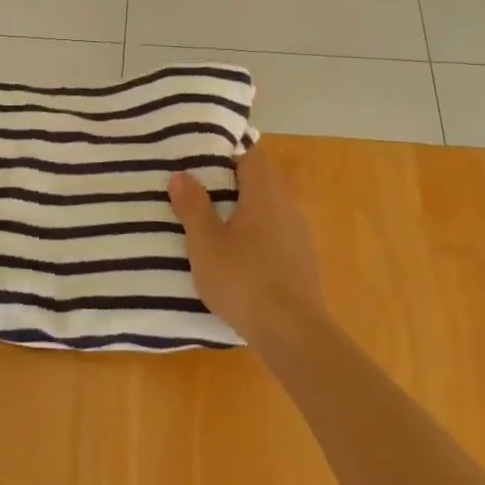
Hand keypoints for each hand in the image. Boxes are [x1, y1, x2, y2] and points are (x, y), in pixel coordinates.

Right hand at [170, 144, 330, 353]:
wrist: (292, 333)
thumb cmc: (243, 280)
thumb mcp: (206, 244)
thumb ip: (193, 207)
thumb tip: (182, 174)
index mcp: (265, 198)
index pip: (252, 157)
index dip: (231, 152)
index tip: (205, 156)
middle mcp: (288, 211)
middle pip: (260, 187)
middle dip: (232, 188)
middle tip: (200, 195)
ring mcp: (300, 240)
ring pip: (268, 217)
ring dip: (244, 219)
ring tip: (215, 232)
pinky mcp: (303, 267)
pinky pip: (275, 242)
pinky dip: (256, 244)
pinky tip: (238, 265)